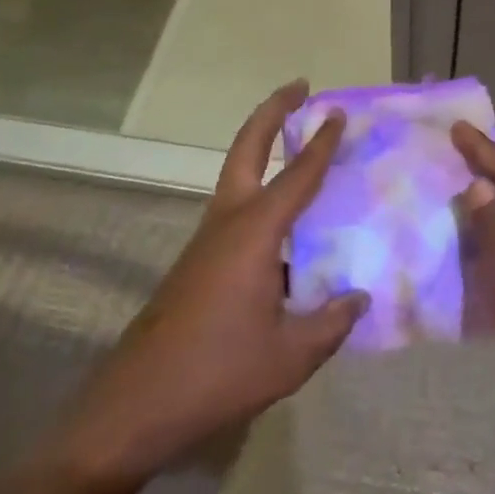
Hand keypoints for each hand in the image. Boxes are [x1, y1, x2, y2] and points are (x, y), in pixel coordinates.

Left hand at [58, 82, 366, 487]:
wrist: (135, 406)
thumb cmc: (216, 373)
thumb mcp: (289, 357)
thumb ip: (331, 324)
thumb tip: (359, 298)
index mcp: (255, 233)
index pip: (297, 175)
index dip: (321, 143)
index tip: (337, 112)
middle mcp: (228, 222)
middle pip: (247, 147)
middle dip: (273, 111)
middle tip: (300, 87)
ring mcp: (208, 240)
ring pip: (237, 174)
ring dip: (263, 147)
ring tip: (297, 143)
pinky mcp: (198, 261)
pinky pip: (236, 208)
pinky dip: (260, 191)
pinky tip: (285, 227)